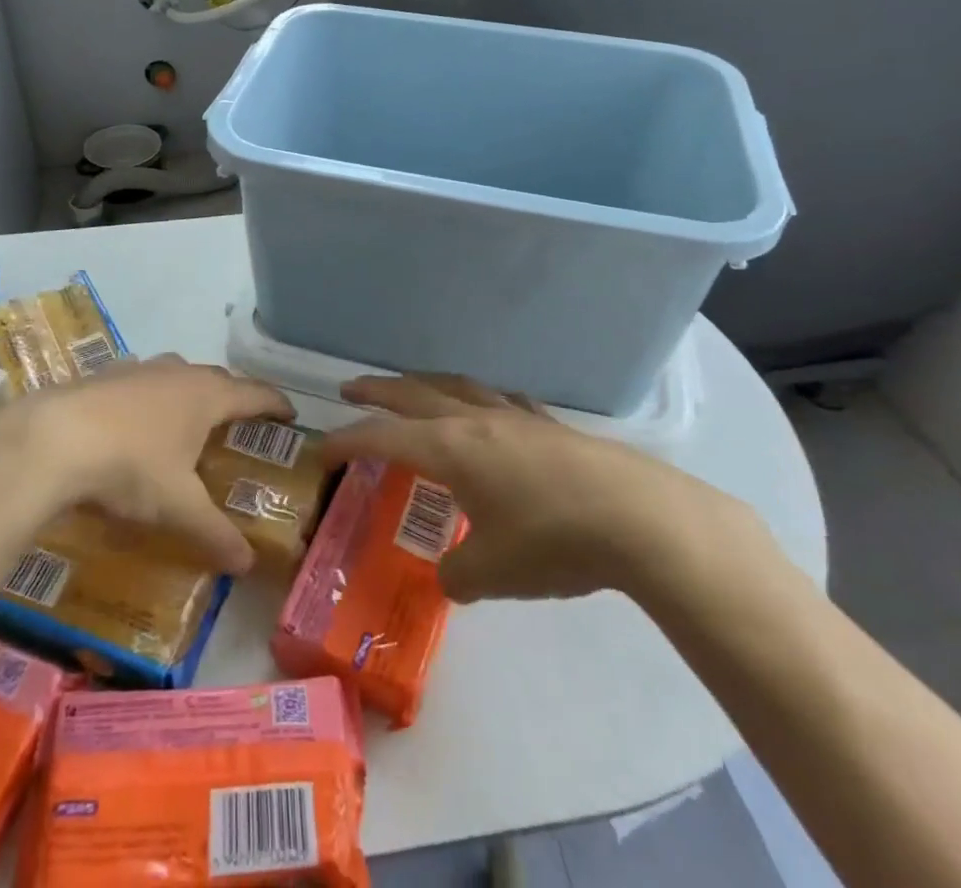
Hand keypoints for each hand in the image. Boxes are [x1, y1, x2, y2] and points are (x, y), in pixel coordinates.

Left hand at [0, 356, 292, 573]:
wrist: (52, 439)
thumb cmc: (130, 466)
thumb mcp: (178, 507)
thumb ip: (215, 533)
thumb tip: (248, 564)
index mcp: (206, 395)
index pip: (254, 393)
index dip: (276, 402)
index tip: (290, 413)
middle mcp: (177, 372)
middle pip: (217, 378)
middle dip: (233, 397)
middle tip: (240, 422)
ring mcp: (138, 369)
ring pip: (176, 375)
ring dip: (189, 392)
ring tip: (188, 419)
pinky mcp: (103, 374)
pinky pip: (139, 382)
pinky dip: (149, 396)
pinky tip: (134, 419)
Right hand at [324, 374, 764, 603]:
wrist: (637, 518)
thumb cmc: (553, 541)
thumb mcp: (493, 572)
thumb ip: (458, 575)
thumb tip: (450, 576)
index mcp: (450, 448)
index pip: (383, 436)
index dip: (348, 441)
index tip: (322, 449)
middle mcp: (475, 421)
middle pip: (414, 394)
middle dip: (377, 390)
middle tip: (349, 387)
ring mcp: (515, 417)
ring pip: (456, 386)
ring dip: (424, 384)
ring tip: (412, 387)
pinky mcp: (549, 426)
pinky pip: (500, 401)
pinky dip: (479, 399)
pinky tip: (489, 410)